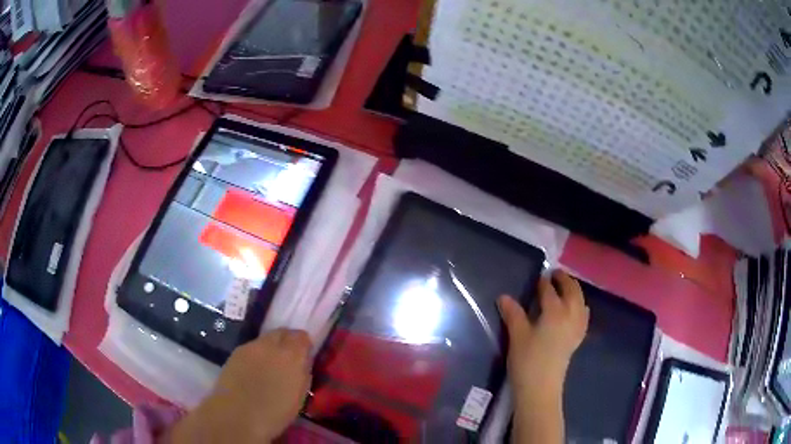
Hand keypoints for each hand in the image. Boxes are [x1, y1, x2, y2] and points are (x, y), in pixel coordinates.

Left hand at [164, 329, 312, 443]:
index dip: (304, 344)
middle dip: (288, 341)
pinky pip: (251, 348)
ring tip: (270, 365)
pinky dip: (257, 355)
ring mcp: (250, 346)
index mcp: (291, 356)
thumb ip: (302, 373)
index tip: (305, 355)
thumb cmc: (275, 412)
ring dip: (271, 348)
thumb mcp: (299, 396)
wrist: (236, 415)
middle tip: (289, 357)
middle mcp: (270, 345)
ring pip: (265, 339)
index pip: (301, 336)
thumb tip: (302, 363)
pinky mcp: (235, 352)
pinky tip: (255, 370)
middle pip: (282, 332)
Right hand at [498, 270, 588, 398]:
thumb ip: (513, 314)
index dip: (544, 282)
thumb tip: (503, 297)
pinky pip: (584, 316)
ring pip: (580, 302)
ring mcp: (576, 328)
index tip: (539, 275)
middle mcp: (570, 315)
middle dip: (565, 280)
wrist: (541, 389)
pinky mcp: (577, 339)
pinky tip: (577, 309)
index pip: (550, 291)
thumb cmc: (527, 361)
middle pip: (571, 291)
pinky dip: (581, 307)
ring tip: (566, 287)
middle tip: (555, 273)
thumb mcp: (517, 336)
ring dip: (575, 291)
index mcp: (555, 312)